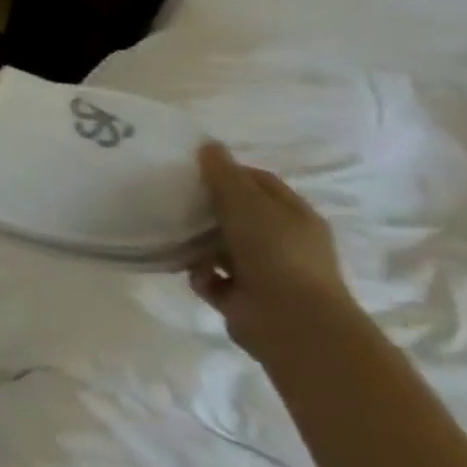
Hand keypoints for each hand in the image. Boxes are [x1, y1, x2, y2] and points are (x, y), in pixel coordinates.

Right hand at [188, 142, 360, 364]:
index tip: (192, 168)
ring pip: (219, 246)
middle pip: (236, 214)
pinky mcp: (242, 297)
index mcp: (293, 216)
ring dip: (197, 244)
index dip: (228, 172)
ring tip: (173, 234)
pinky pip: (210, 277)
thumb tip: (208, 145)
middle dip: (207, 208)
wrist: (291, 321)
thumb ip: (223, 174)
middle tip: (173, 197)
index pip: (259, 183)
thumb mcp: (246, 203)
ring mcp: (263, 271)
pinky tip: (195, 273)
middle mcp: (282, 241)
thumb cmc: (274, 252)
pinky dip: (200, 274)